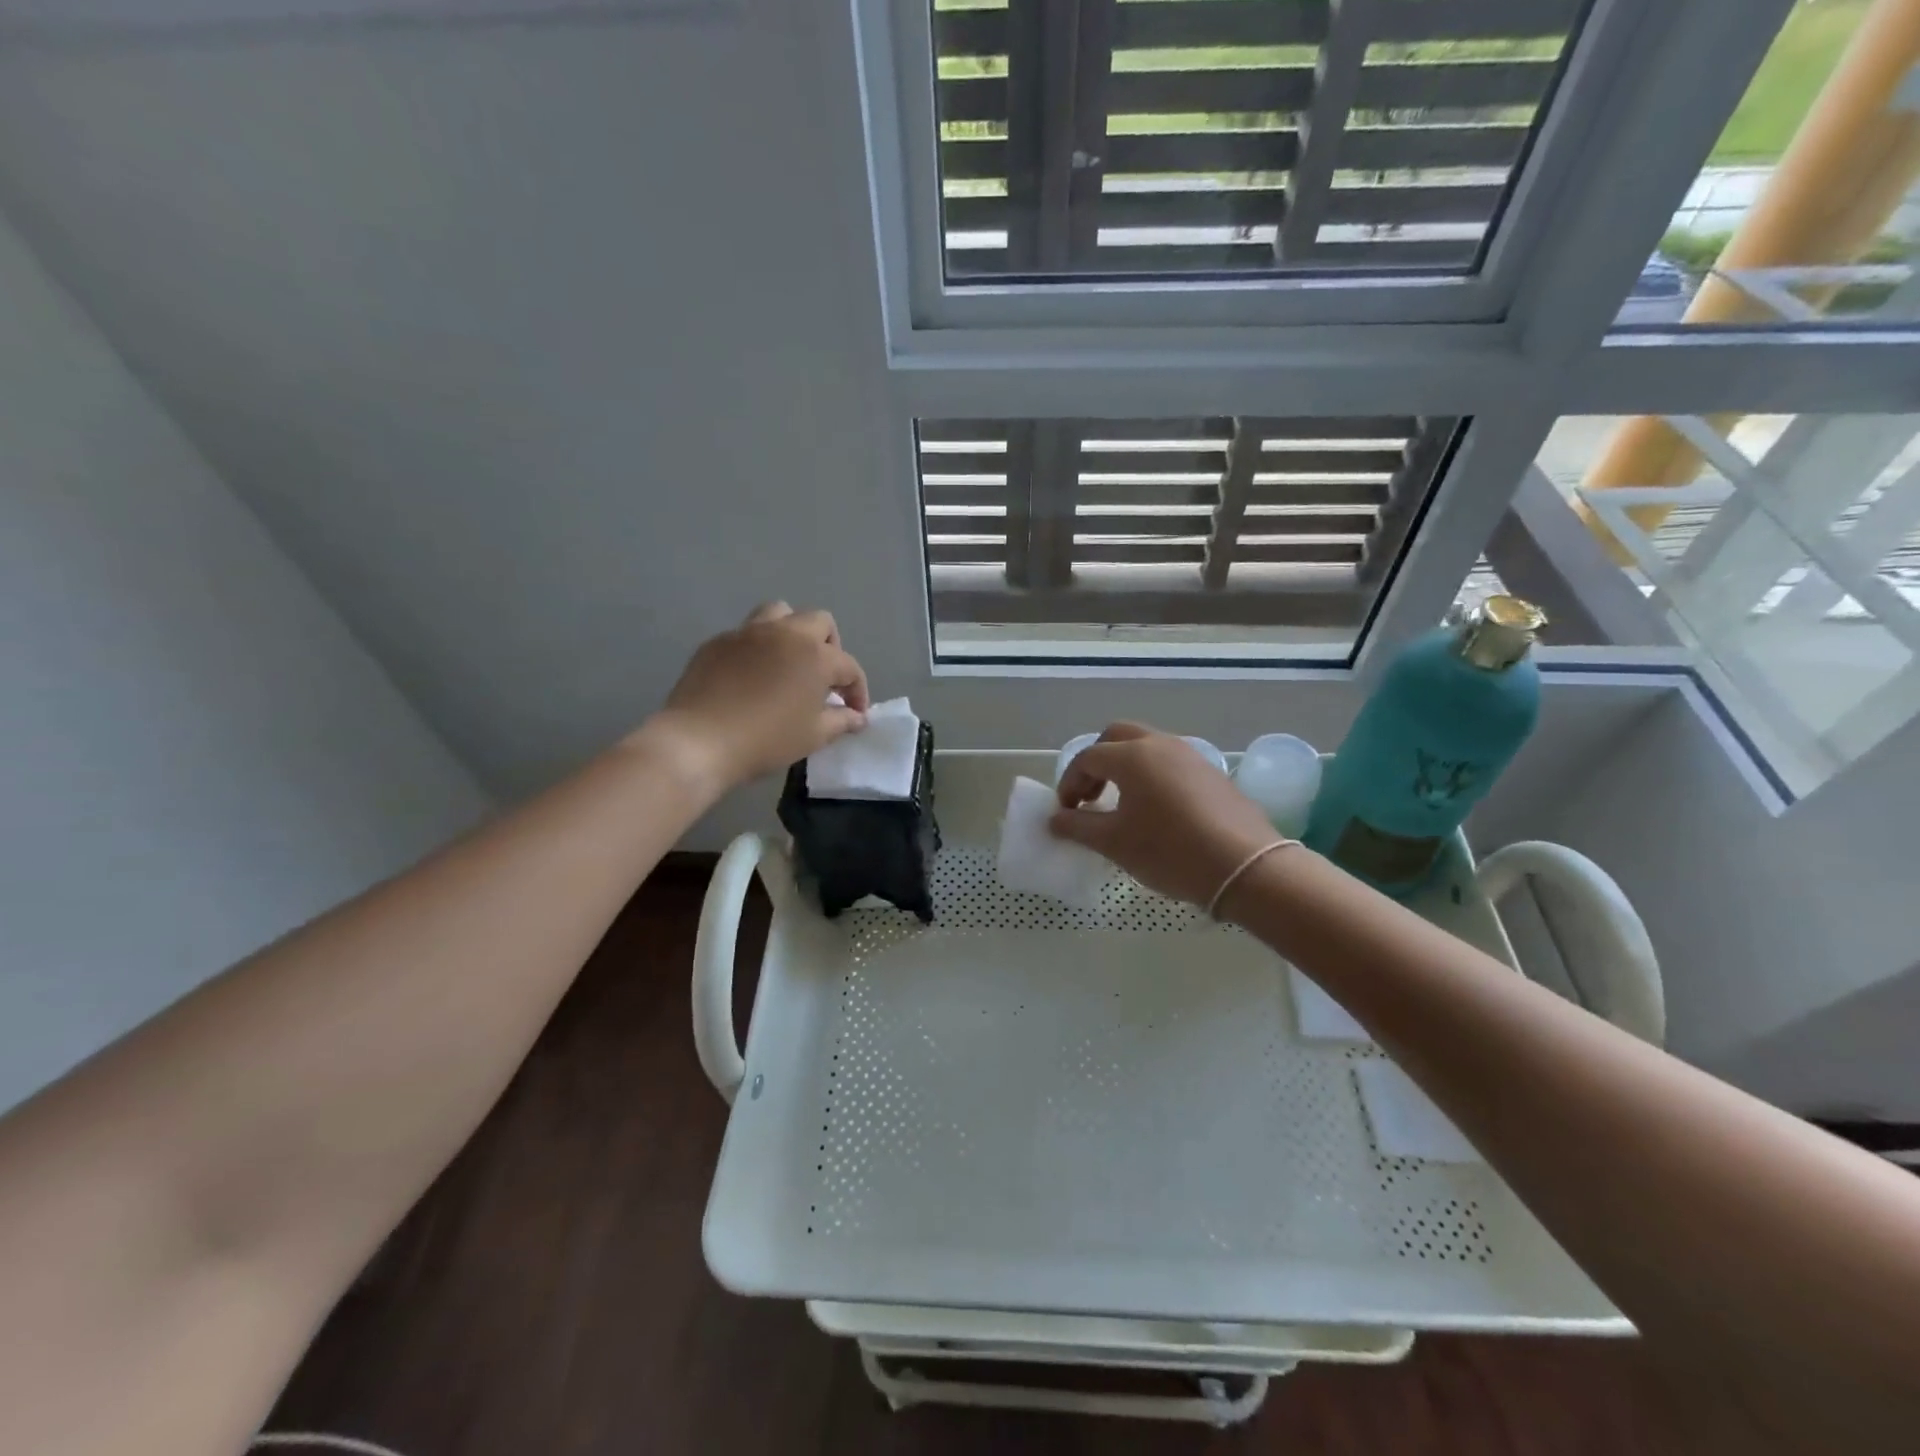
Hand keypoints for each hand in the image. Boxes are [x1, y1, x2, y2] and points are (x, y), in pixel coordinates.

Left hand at [645, 603, 870, 792]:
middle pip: (819, 622)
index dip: (857, 690)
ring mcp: (748, 633)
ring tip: (789, 662)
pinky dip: (758, 648)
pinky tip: (752, 676)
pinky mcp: (718, 641)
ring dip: (793, 632)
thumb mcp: (813, 736)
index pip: (849, 666)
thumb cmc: (766, 740)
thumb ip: (841, 721)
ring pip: (780, 613)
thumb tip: (857, 717)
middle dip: (830, 647)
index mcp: (815, 656)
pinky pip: (746, 633)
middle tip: (824, 679)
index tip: (855, 712)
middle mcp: (785, 633)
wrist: (699, 741)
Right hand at [1052, 723, 1279, 907]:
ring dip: (1125, 766)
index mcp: (1132, 756)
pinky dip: (1152, 775)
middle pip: (1117, 737)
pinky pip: (1171, 762)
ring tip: (1121, 804)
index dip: (1069, 783)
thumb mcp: (1115, 843)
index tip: (1066, 812)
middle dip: (1096, 762)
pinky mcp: (1212, 773)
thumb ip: (1078, 826)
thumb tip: (1056, 819)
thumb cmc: (1169, 851)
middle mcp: (1160, 745)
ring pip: (1147, 746)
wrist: (1244, 867)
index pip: (1087, 758)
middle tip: (1091, 796)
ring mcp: (1191, 756)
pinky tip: (1156, 810)